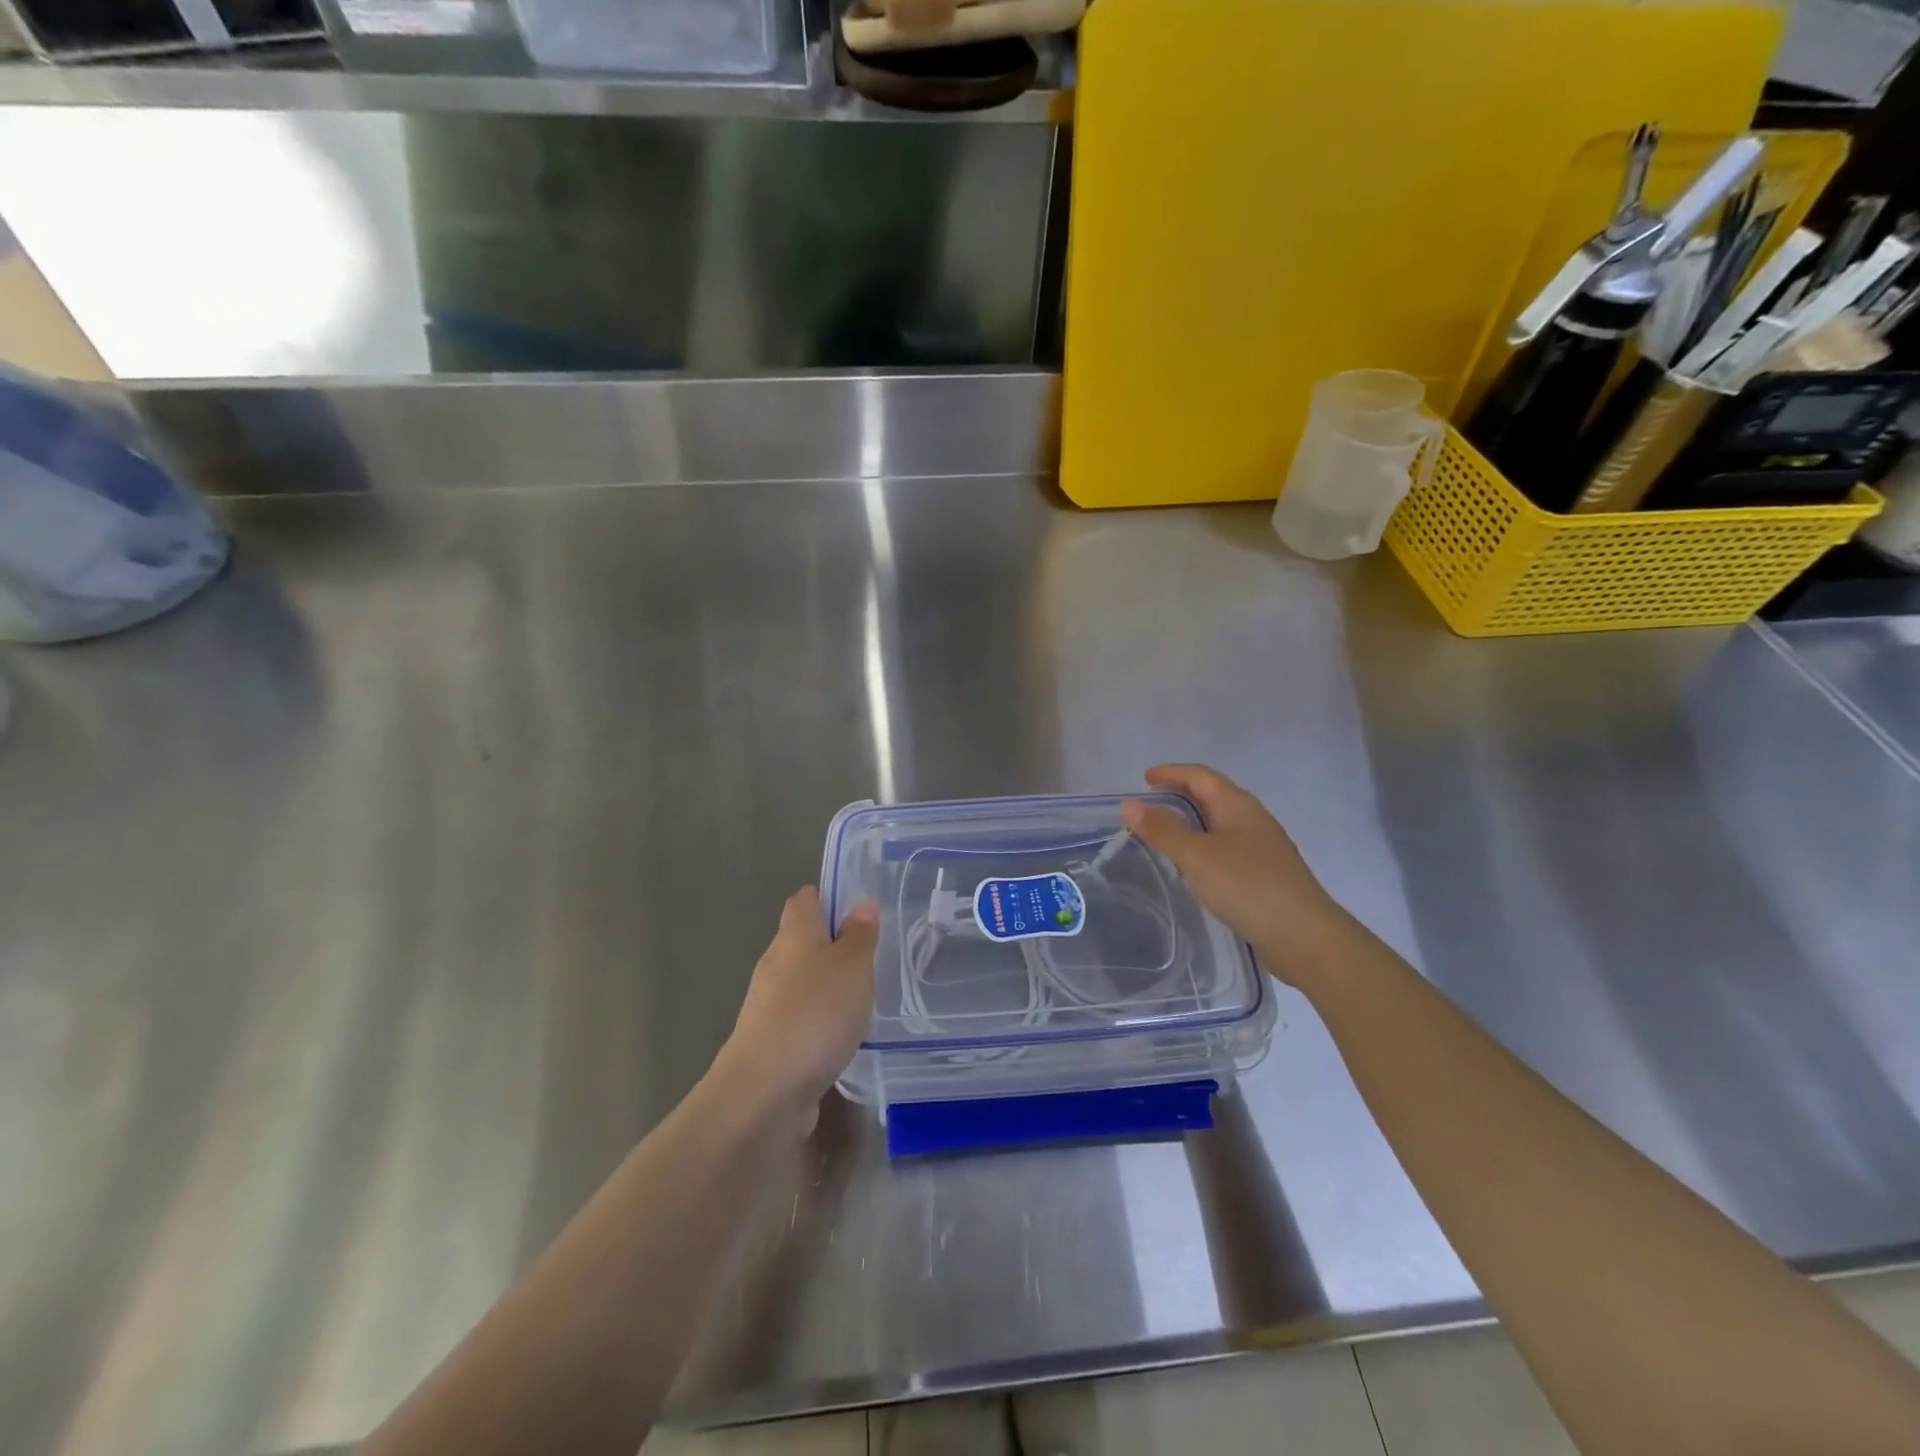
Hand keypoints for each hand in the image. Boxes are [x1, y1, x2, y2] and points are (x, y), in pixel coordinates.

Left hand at [713, 887, 877, 1131]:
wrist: (765, 1092)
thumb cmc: (814, 1014)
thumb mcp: (853, 966)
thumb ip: (859, 935)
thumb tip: (861, 903)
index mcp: (793, 935)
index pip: (804, 900)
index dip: (827, 897)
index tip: (857, 906)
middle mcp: (776, 964)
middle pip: (802, 940)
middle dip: (833, 943)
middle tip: (872, 952)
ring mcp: (769, 1006)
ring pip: (802, 982)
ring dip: (828, 985)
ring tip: (865, 995)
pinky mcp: (771, 1043)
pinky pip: (801, 1019)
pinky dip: (821, 1020)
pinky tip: (843, 1035)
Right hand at [1122, 764, 1349, 984]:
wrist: (1303, 936)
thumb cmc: (1247, 886)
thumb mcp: (1197, 855)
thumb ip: (1163, 830)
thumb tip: (1130, 805)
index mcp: (1238, 806)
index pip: (1200, 776)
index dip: (1172, 773)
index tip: (1145, 778)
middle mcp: (1252, 820)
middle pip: (1212, 796)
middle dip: (1180, 795)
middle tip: (1149, 804)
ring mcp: (1262, 848)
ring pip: (1220, 824)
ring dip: (1191, 822)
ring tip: (1164, 834)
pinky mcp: (1264, 875)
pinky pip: (1226, 849)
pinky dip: (1203, 847)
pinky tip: (1193, 868)